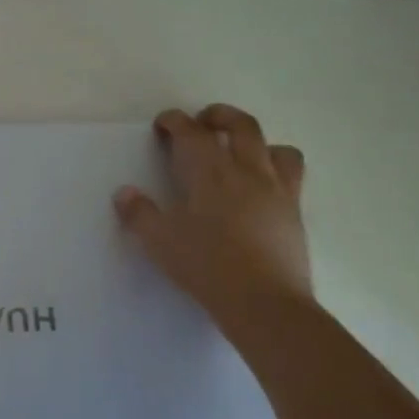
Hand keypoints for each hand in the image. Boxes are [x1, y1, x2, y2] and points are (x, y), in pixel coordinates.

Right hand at [113, 104, 314, 330]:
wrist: (265, 303)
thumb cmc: (207, 266)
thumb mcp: (160, 242)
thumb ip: (140, 214)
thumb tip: (124, 192)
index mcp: (210, 173)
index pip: (191, 132)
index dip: (175, 121)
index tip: (163, 122)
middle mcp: (247, 171)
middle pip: (241, 125)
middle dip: (219, 116)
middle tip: (203, 121)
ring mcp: (277, 190)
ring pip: (275, 146)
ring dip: (255, 141)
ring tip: (240, 151)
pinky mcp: (295, 212)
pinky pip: (292, 175)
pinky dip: (276, 168)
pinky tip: (262, 186)